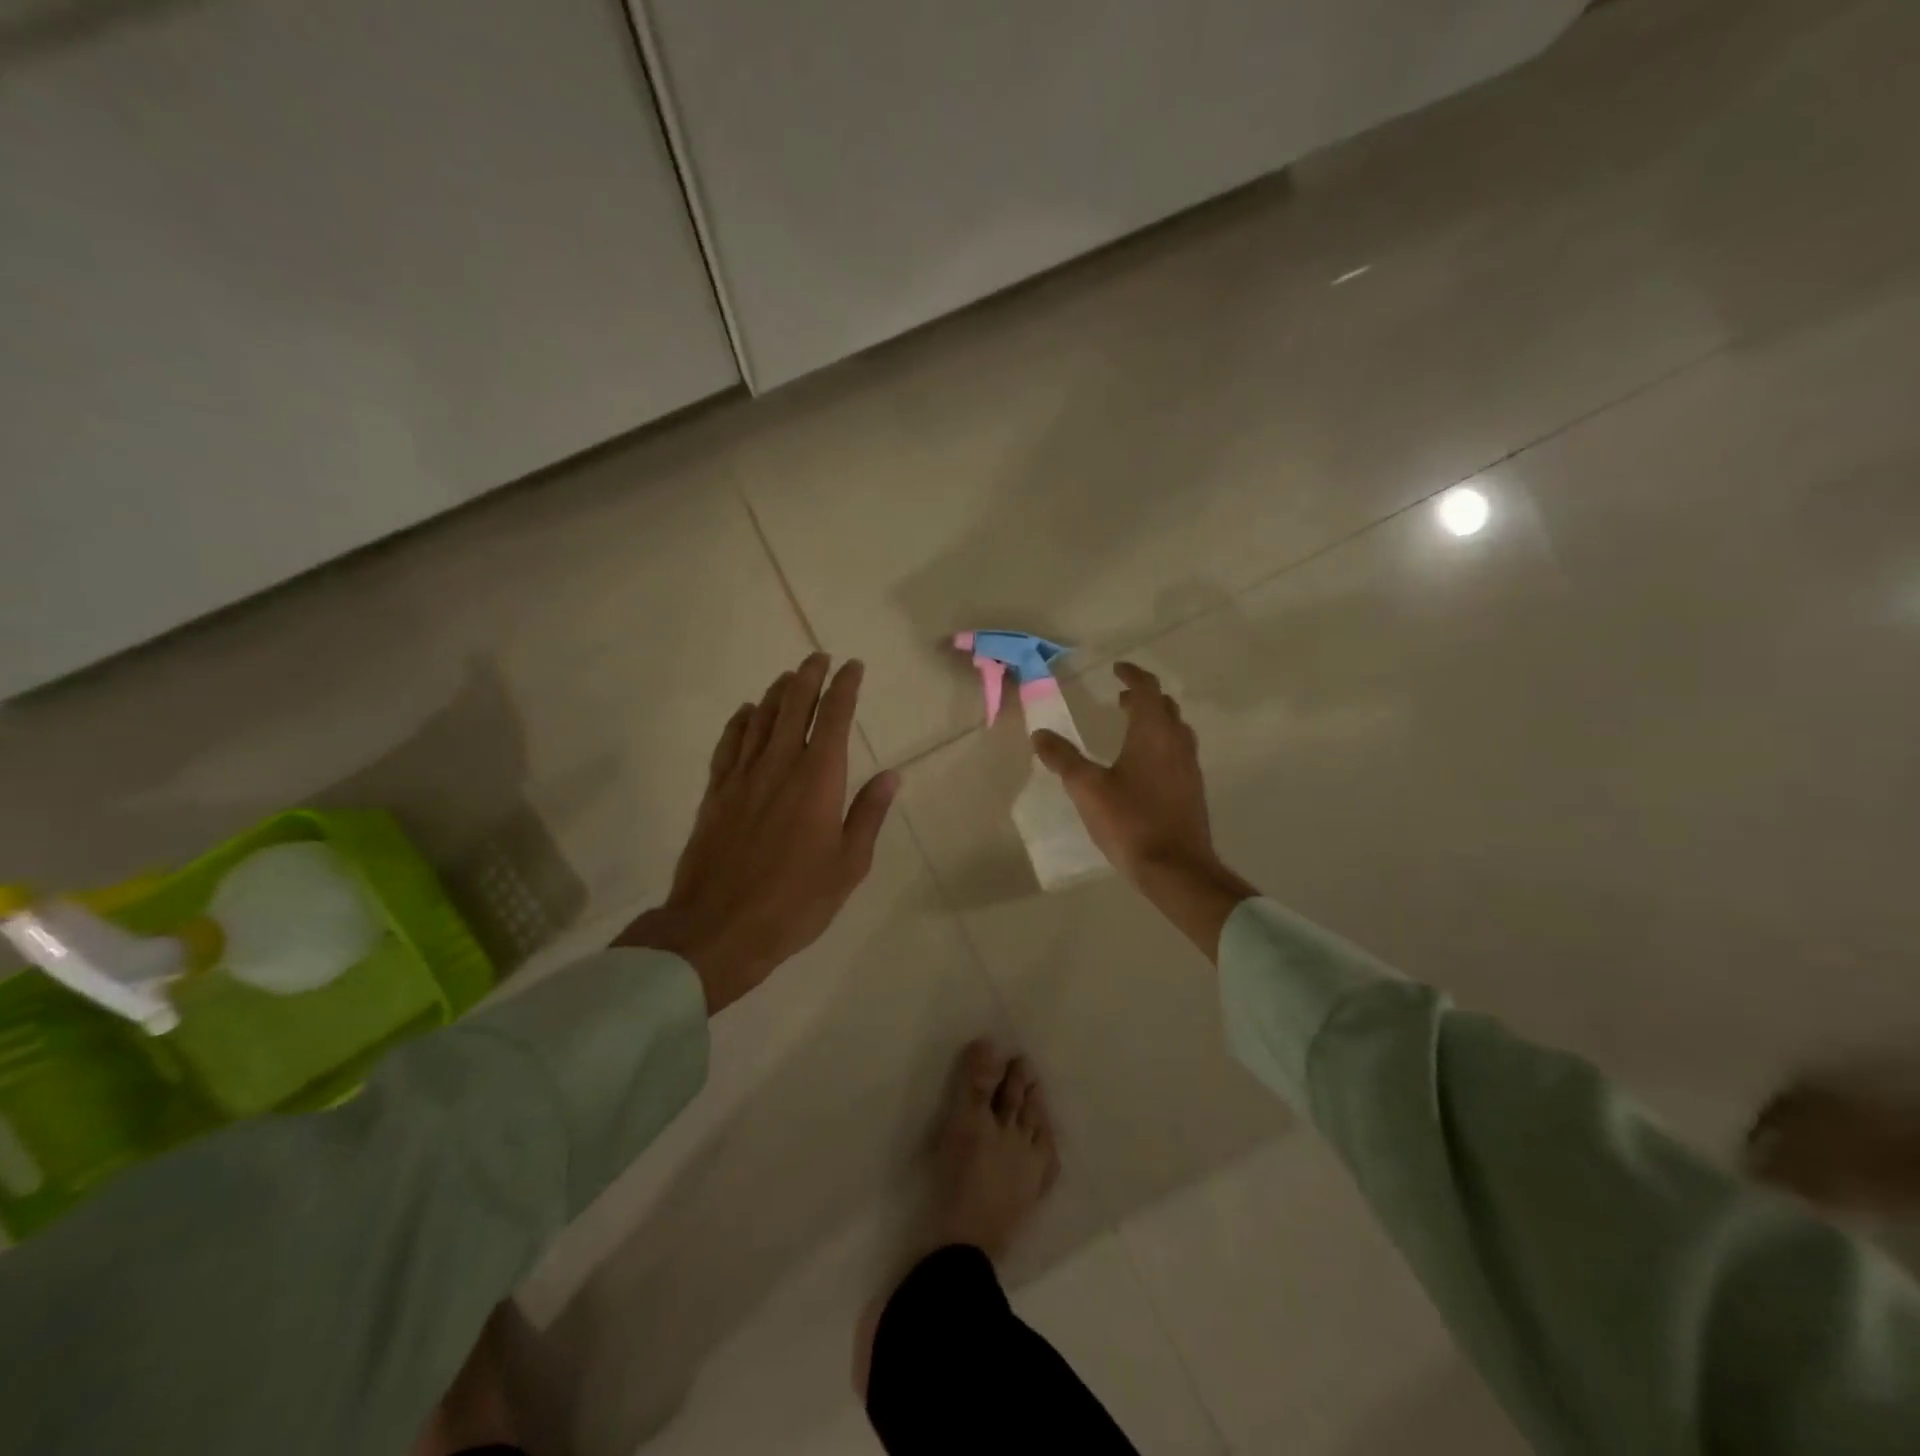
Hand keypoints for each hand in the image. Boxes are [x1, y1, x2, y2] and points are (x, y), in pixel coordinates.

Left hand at [617, 653, 897, 1013]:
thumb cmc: (796, 901)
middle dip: (808, 677)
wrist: (719, 928)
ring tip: (788, 677)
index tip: (853, 667)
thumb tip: (892, 775)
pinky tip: (745, 712)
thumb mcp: (849, 864)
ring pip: (760, 719)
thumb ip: (868, 814)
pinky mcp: (716, 793)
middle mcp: (780, 765)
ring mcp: (742, 777)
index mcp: (818, 779)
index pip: (835, 718)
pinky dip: (739, 722)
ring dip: (776, 692)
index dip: (845, 687)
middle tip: (818, 657)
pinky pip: (728, 744)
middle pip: (793, 706)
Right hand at [1032, 662, 1255, 958]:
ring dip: (1154, 721)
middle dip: (1143, 697)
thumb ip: (1063, 758)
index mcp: (1153, 733)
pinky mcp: (1192, 790)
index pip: (1147, 689)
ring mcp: (1189, 767)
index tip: (1117, 669)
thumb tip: (1040, 734)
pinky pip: (1178, 752)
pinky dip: (1160, 744)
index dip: (1132, 675)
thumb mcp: (1087, 788)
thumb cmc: (1131, 821)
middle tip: (1120, 699)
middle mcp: (1177, 743)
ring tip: (1130, 727)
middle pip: (1165, 707)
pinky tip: (1143, 766)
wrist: (1177, 868)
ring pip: (1175, 730)